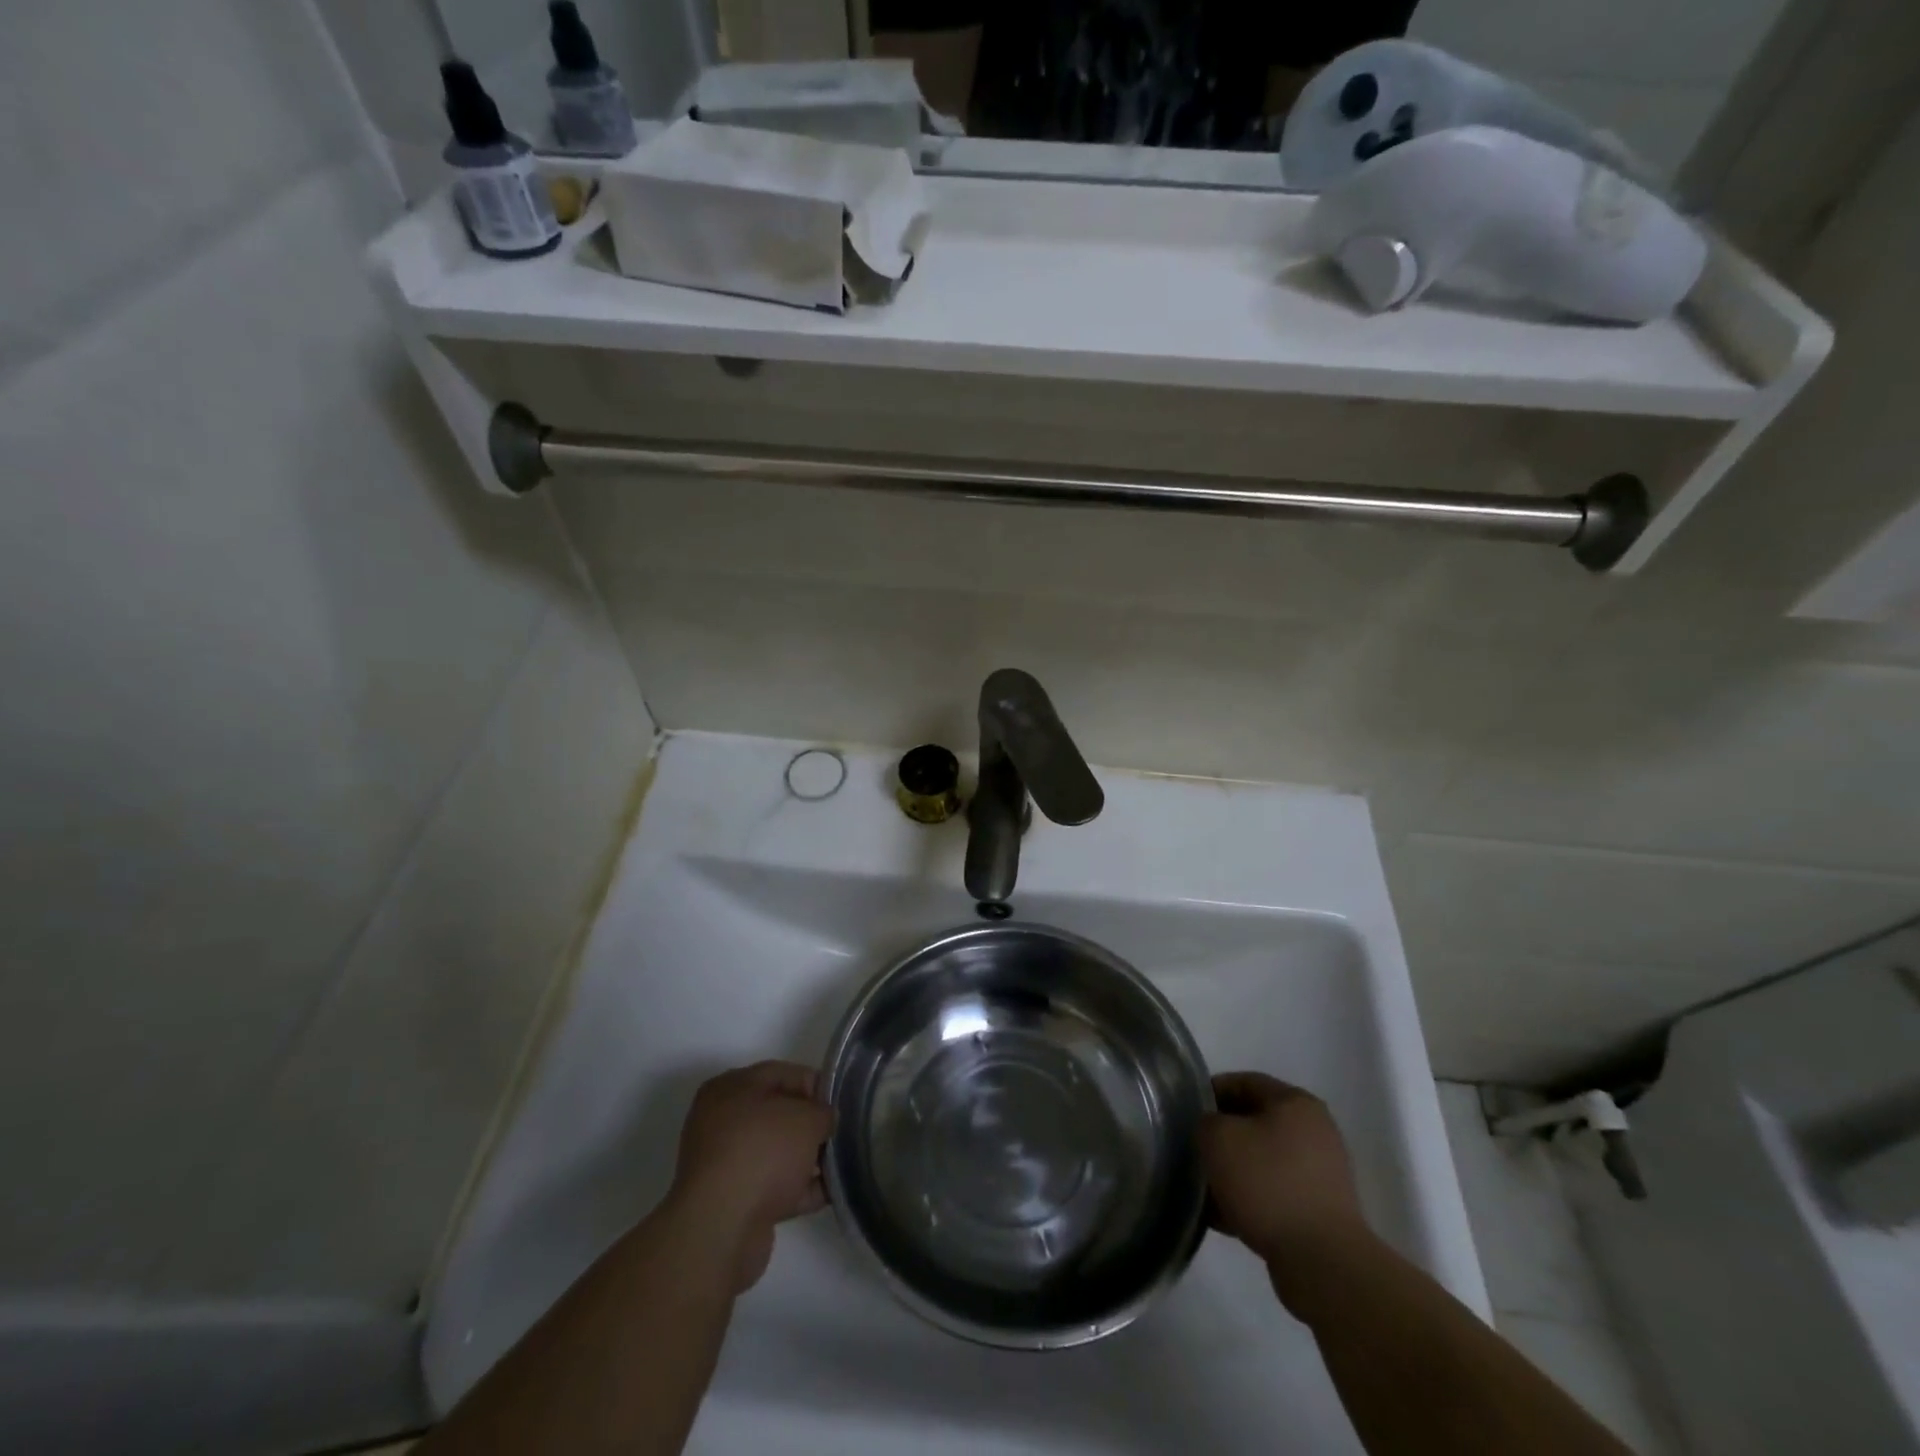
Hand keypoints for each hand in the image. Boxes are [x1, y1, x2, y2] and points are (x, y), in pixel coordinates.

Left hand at [670, 1061, 833, 1290]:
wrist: (722, 1229)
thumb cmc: (762, 1153)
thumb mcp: (806, 1118)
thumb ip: (823, 1111)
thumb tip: (825, 1119)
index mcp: (730, 1088)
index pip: (781, 1073)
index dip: (815, 1084)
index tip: (840, 1101)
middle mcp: (722, 1121)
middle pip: (778, 1113)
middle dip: (811, 1123)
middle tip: (841, 1132)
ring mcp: (725, 1163)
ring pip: (776, 1152)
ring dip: (807, 1158)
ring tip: (842, 1163)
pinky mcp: (733, 1201)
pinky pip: (774, 1185)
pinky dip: (799, 1188)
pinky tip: (831, 1192)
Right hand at [1200, 1073, 1370, 1304]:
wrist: (1321, 1262)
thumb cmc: (1268, 1184)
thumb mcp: (1218, 1138)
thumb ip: (1205, 1122)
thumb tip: (1211, 1130)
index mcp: (1296, 1103)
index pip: (1243, 1082)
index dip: (1210, 1092)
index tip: (1184, 1112)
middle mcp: (1315, 1131)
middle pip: (1254, 1122)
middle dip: (1221, 1136)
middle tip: (1193, 1150)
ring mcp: (1321, 1174)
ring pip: (1262, 1160)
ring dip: (1232, 1171)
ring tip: (1204, 1189)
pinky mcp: (1319, 1211)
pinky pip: (1274, 1193)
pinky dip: (1249, 1199)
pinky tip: (1223, 1218)